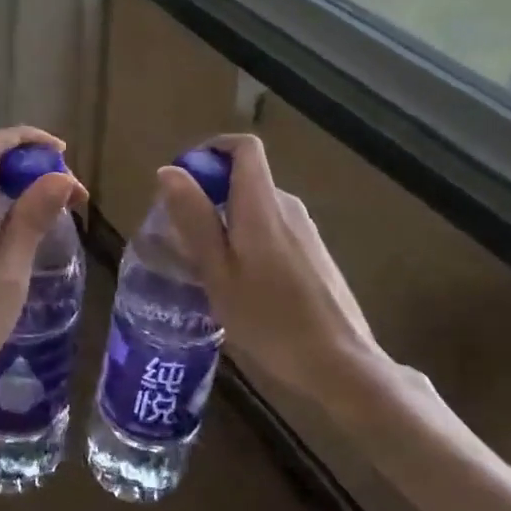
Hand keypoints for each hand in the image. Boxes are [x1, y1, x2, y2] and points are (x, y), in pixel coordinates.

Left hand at [0, 126, 86, 424]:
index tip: (62, 151)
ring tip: (62, 215)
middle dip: (31, 167)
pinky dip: (12, 217)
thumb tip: (62, 175)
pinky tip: (33, 245)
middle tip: (72, 194)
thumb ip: (32, 220)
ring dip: (24, 194)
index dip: (24, 137)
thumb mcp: (9, 272)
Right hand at [157, 134, 420, 412]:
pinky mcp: (314, 254)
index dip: (211, 150)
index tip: (184, 180)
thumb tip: (170, 171)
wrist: (340, 362)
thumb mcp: (217, 271)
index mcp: (262, 204)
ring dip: (227, 220)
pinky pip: (273, 229)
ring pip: (257, 207)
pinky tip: (239, 283)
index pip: (244, 147)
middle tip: (182, 235)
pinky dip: (248, 239)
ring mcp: (306, 230)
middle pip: (246, 178)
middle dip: (210, 194)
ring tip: (205, 265)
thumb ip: (195, 219)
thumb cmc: (269, 318)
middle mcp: (288, 206)